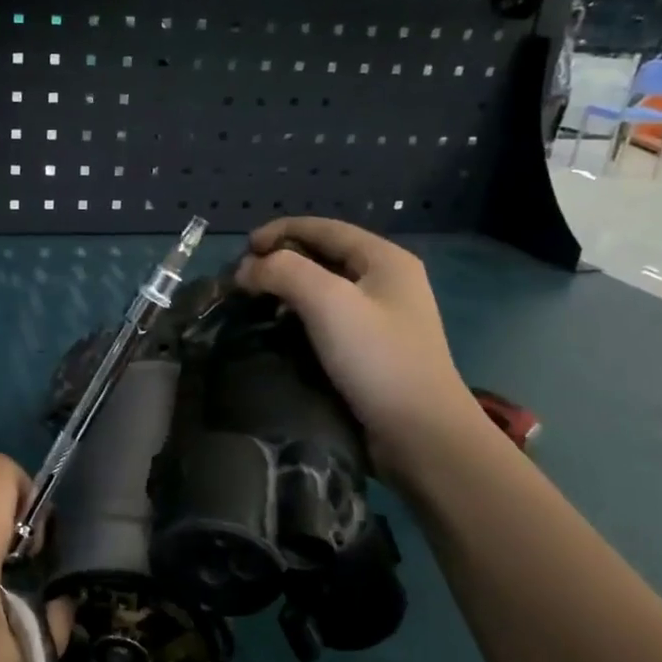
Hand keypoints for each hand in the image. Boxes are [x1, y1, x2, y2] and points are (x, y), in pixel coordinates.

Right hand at [235, 217, 477, 474]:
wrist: (420, 434)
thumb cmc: (377, 359)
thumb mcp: (328, 302)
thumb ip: (284, 272)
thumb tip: (247, 269)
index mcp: (384, 260)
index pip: (324, 228)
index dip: (280, 231)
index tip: (241, 250)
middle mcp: (386, 282)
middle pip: (324, 256)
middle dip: (280, 261)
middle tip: (243, 280)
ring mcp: (381, 318)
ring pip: (323, 289)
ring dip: (286, 291)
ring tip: (253, 305)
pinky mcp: (371, 350)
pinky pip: (327, 320)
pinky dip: (298, 318)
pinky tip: (277, 332)